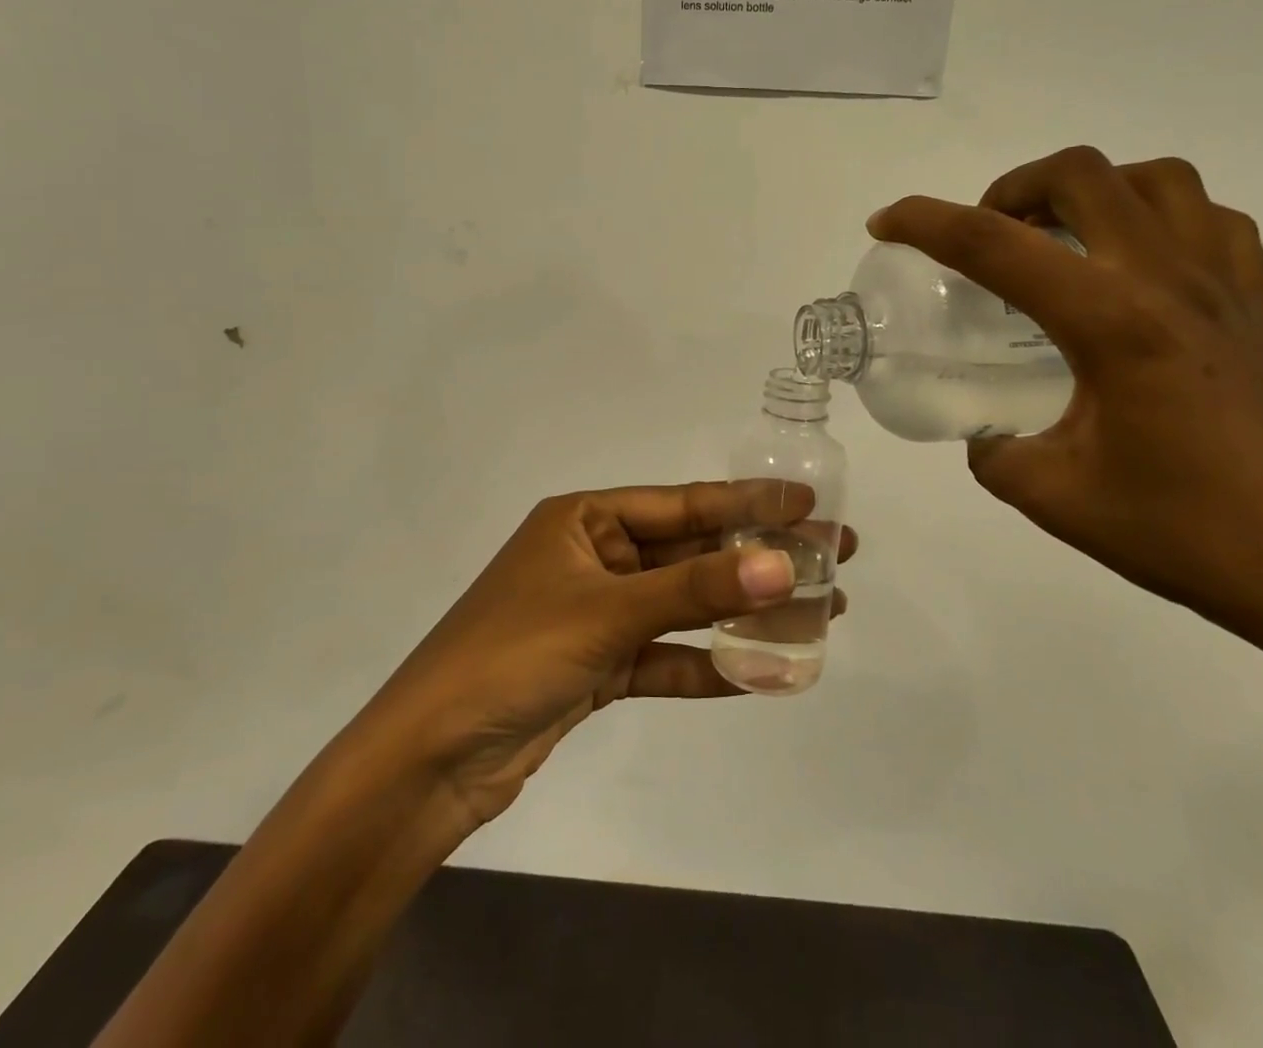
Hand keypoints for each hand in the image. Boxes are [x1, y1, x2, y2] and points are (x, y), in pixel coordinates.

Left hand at [368, 482, 855, 831]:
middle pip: (691, 554)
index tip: (810, 502)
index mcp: (585, 519)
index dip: (748, 501)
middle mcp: (594, 557)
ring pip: (685, 607)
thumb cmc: (513, 655)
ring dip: (744, 614)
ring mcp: (597, 614)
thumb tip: (783, 565)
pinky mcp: (598, 667)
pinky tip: (764, 672)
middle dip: (759, 559)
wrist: (430, 761)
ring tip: (818, 610)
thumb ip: (697, 591)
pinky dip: (709, 665)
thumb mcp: (609, 612)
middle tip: (833, 557)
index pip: (683, 503)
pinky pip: (666, 657)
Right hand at [869, 147, 1262, 642]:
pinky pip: (1209, 220)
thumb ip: (994, 452)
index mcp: (1113, 323)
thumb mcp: (1052, 495)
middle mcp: (1170, 282)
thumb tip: (984, 433)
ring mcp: (1225, 286)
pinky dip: (1158, 215)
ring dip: (1091, 189)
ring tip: (1060, 239)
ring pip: (1156, 179)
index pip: (997, 246)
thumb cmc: (1179, 533)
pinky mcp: (1258, 306)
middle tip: (986, 236)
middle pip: (1082, 175)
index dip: (926, 223)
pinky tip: (1135, 264)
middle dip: (1011, 188)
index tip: (885, 223)